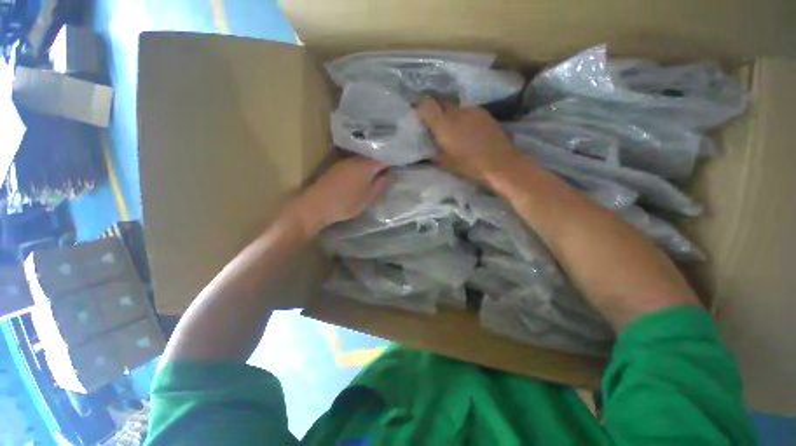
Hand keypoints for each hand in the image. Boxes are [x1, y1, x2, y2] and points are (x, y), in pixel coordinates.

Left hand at [292, 156, 388, 233]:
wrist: (316, 205)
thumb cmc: (345, 203)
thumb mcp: (368, 198)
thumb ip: (380, 186)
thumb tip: (389, 175)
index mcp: (366, 165)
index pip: (384, 158)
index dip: (395, 158)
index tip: (403, 161)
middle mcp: (355, 159)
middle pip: (374, 155)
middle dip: (385, 158)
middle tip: (394, 164)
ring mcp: (345, 162)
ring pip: (364, 158)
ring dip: (373, 161)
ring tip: (383, 167)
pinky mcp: (337, 167)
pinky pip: (355, 162)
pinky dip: (364, 165)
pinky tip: (367, 172)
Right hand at [416, 97, 521, 186]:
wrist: (500, 164)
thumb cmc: (469, 166)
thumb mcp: (445, 163)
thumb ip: (433, 153)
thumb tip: (426, 150)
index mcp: (444, 125)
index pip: (426, 104)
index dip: (420, 105)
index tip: (417, 112)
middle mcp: (457, 112)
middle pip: (441, 101)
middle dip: (435, 108)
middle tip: (434, 120)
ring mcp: (473, 110)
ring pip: (456, 107)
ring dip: (451, 114)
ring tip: (453, 127)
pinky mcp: (485, 114)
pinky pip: (469, 111)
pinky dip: (464, 118)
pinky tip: (468, 130)